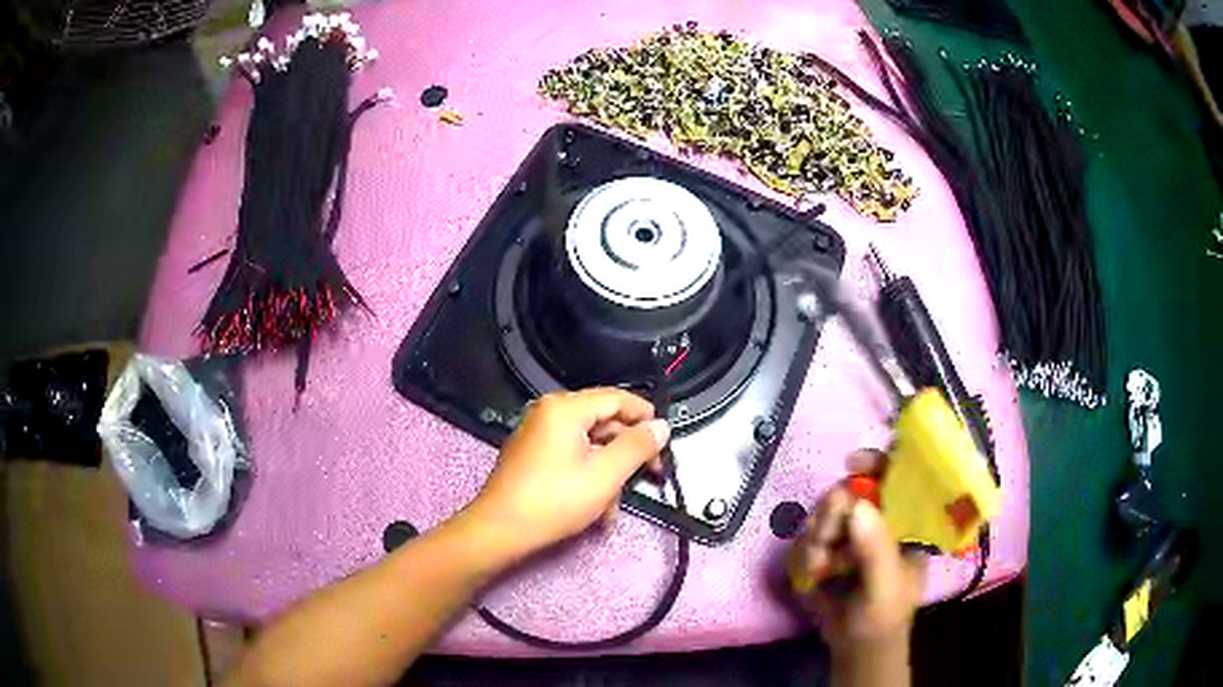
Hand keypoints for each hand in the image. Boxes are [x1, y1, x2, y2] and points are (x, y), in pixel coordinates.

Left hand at [466, 388, 669, 559]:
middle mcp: (549, 413)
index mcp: (565, 408)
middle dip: (628, 453)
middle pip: (603, 422)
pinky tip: (597, 510)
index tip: (666, 442)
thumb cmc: (554, 501)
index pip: (617, 398)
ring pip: (589, 445)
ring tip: (615, 509)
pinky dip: (588, 478)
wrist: (500, 531)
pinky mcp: (532, 455)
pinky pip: (571, 457)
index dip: (646, 417)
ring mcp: (538, 434)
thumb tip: (661, 426)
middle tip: (652, 475)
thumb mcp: (605, 475)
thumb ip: (637, 447)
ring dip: (609, 474)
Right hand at [787, 450, 924, 656]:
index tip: (852, 465)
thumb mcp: (885, 587)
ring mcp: (848, 535)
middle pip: (848, 490)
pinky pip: (803, 538)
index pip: (895, 476)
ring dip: (813, 540)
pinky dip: (802, 556)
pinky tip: (810, 578)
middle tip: (824, 539)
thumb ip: (875, 551)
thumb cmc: (883, 618)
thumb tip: (856, 506)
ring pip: (821, 514)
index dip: (877, 462)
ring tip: (819, 570)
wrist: (854, 649)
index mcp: (904, 522)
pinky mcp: (823, 551)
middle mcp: (876, 521)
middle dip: (830, 514)